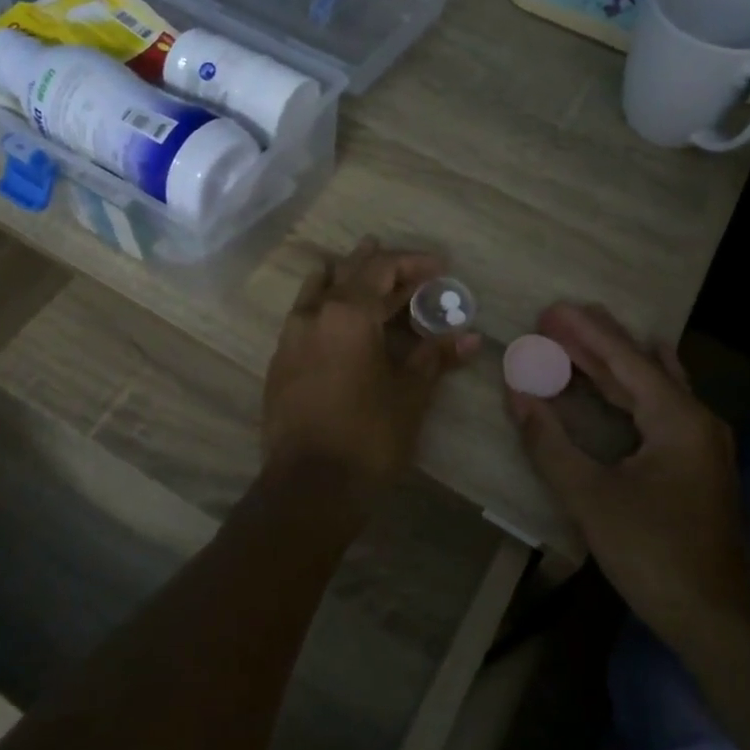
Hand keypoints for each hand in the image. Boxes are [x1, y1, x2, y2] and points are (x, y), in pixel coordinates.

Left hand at [263, 238, 479, 497]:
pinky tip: (336, 321)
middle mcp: (313, 315)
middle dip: (378, 265)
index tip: (439, 266)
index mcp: (347, 313)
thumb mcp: (411, 393)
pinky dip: (324, 307)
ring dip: (342, 278)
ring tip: (360, 271)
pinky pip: (304, 317)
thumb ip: (436, 357)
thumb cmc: (369, 435)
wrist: (309, 487)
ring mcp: (290, 338)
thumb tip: (470, 337)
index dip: (412, 263)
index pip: (382, 269)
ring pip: (316, 291)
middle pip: (347, 273)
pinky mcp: (279, 364)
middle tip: (404, 264)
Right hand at [506, 303, 749, 648]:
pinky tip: (625, 382)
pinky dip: (631, 390)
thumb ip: (549, 442)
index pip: (624, 359)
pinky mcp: (697, 464)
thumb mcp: (590, 497)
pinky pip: (659, 409)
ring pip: (652, 386)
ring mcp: (701, 442)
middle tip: (555, 318)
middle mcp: (696, 419)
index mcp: (677, 418)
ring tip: (580, 338)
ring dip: (614, 364)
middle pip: (640, 366)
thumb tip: (517, 393)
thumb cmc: (653, 554)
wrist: (718, 619)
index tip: (551, 309)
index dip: (585, 333)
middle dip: (596, 341)